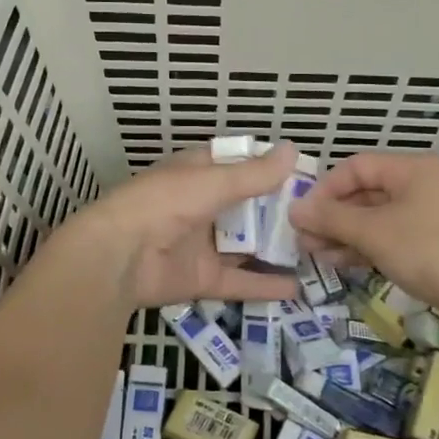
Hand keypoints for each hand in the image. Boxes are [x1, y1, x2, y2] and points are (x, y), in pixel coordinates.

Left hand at [59, 143, 302, 313]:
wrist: (117, 257)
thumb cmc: (163, 204)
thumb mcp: (211, 182)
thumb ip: (253, 174)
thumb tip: (293, 150)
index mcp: (196, 174)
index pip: (237, 165)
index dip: (268, 168)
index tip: (306, 175)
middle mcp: (200, 206)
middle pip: (246, 207)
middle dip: (278, 211)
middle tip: (321, 217)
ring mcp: (201, 244)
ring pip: (245, 245)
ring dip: (275, 248)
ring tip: (317, 251)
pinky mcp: (201, 278)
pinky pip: (238, 281)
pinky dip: (265, 285)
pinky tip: (298, 288)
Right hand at [290, 151, 438, 316]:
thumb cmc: (429, 251)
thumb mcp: (373, 232)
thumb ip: (331, 218)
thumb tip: (294, 209)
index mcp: (412, 169)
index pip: (356, 167)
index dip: (325, 189)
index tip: (302, 215)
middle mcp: (422, 185)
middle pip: (365, 192)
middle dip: (332, 215)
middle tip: (303, 238)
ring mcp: (429, 216)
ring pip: (376, 218)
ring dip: (344, 233)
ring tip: (314, 253)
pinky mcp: (433, 244)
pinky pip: (390, 237)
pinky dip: (365, 247)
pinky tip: (339, 262)